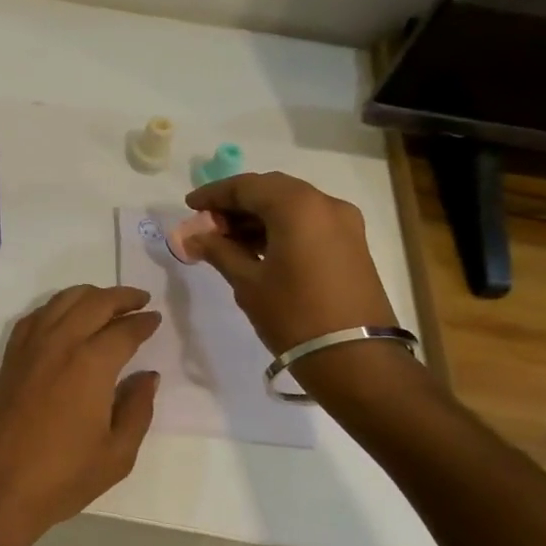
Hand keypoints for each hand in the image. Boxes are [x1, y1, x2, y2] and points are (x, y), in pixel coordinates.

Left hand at [0, 285, 160, 545]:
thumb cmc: (62, 477)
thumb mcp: (117, 454)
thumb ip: (137, 409)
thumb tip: (147, 376)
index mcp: (91, 363)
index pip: (124, 330)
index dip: (143, 322)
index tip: (156, 319)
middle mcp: (59, 343)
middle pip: (93, 303)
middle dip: (120, 297)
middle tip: (140, 300)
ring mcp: (29, 348)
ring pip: (61, 301)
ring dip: (88, 295)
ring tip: (107, 303)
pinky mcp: (9, 359)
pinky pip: (35, 317)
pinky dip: (55, 307)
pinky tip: (64, 318)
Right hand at [185, 172, 398, 357]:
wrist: (356, 359)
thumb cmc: (294, 315)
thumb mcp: (248, 282)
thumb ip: (218, 251)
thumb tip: (193, 236)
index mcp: (297, 206)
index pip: (246, 186)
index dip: (214, 194)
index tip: (189, 207)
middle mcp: (325, 204)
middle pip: (271, 190)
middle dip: (236, 204)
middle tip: (207, 225)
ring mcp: (344, 223)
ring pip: (291, 205)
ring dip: (257, 216)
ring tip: (227, 241)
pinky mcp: (352, 244)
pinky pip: (308, 222)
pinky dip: (279, 227)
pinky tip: (257, 249)